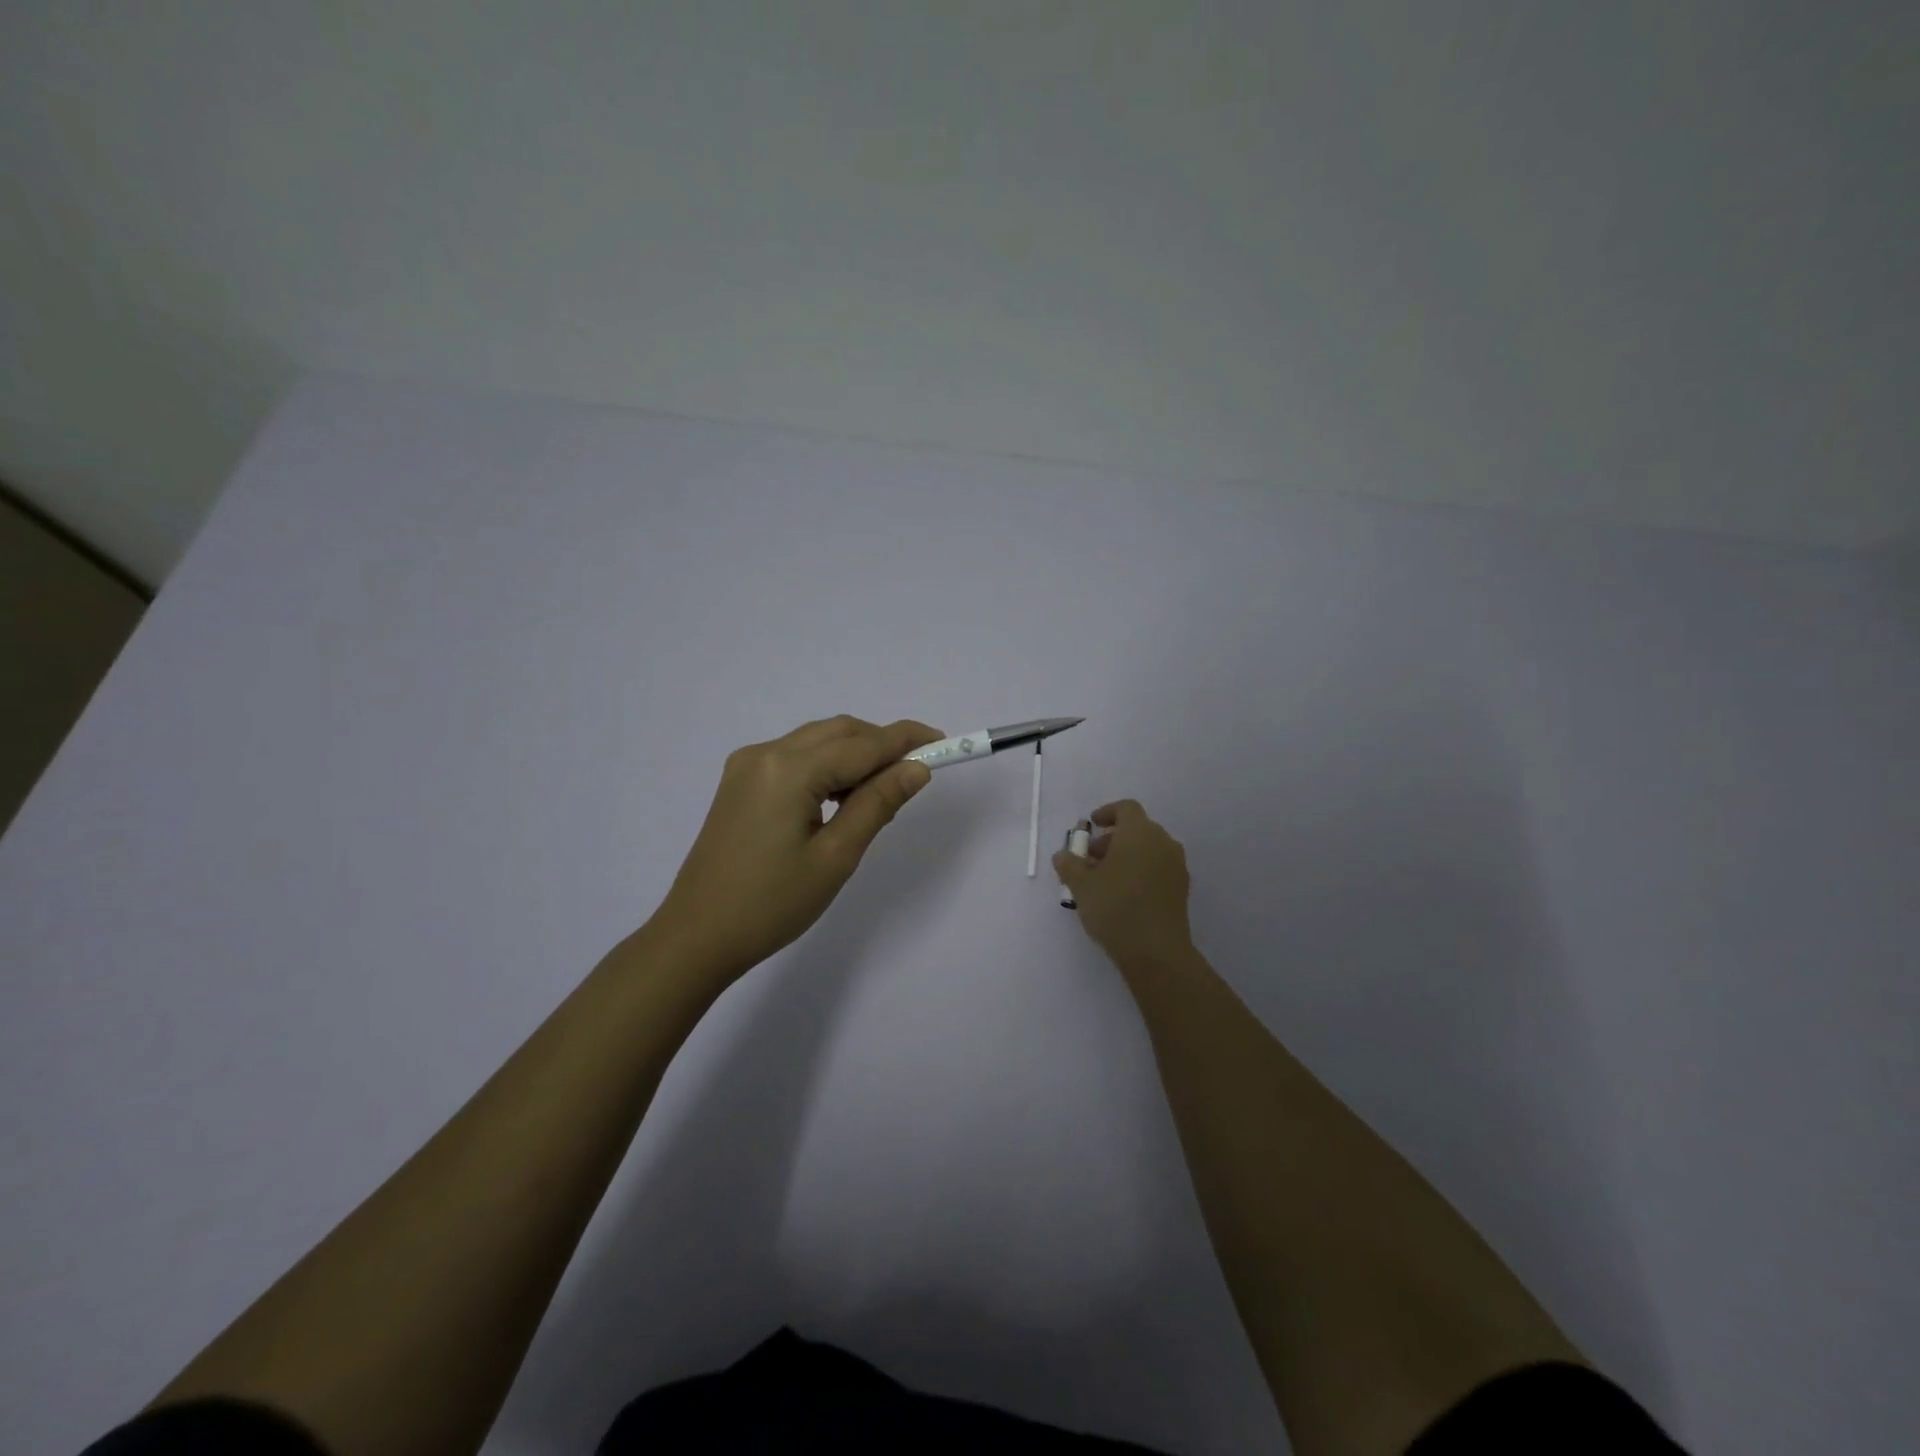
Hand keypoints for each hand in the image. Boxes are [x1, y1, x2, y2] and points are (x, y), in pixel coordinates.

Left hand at [646, 715, 943, 982]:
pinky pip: (796, 757)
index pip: (862, 744)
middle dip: (881, 744)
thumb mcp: (836, 857)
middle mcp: (765, 753)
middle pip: (839, 732)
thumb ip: (878, 803)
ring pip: (818, 741)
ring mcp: (747, 764)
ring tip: (881, 795)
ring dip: (855, 755)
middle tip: (916, 774)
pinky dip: (827, 766)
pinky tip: (841, 798)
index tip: (944, 742)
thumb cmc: (772, 904)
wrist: (697, 936)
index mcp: (789, 770)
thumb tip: (917, 768)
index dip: (906, 740)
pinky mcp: (740, 780)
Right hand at [1053, 799, 1194, 971]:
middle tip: (1090, 858)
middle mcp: (1163, 842)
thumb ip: (1069, 864)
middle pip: (1137, 829)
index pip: (1126, 808)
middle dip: (1112, 839)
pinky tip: (1123, 894)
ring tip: (1104, 879)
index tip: (1091, 826)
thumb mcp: (1081, 885)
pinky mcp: (1181, 888)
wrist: (1156, 952)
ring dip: (1126, 856)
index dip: (1107, 813)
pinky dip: (1140, 870)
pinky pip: (1158, 867)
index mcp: (1140, 832)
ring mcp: (1176, 866)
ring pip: (1148, 849)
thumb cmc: (1115, 907)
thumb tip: (1063, 855)